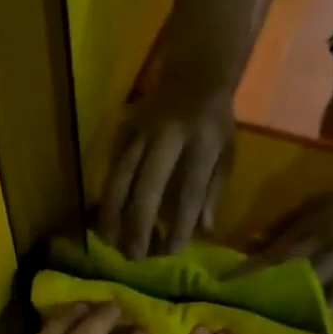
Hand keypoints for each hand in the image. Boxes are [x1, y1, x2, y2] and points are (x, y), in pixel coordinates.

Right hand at [99, 71, 235, 258]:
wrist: (192, 77)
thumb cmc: (214, 122)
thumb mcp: (227, 153)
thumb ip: (213, 190)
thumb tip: (201, 231)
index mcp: (201, 143)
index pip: (189, 191)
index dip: (180, 225)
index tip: (172, 252)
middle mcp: (167, 137)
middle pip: (146, 186)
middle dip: (138, 225)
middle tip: (134, 256)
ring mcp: (139, 132)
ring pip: (120, 178)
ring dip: (113, 214)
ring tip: (111, 243)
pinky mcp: (122, 131)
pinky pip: (111, 168)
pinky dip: (107, 196)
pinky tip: (105, 219)